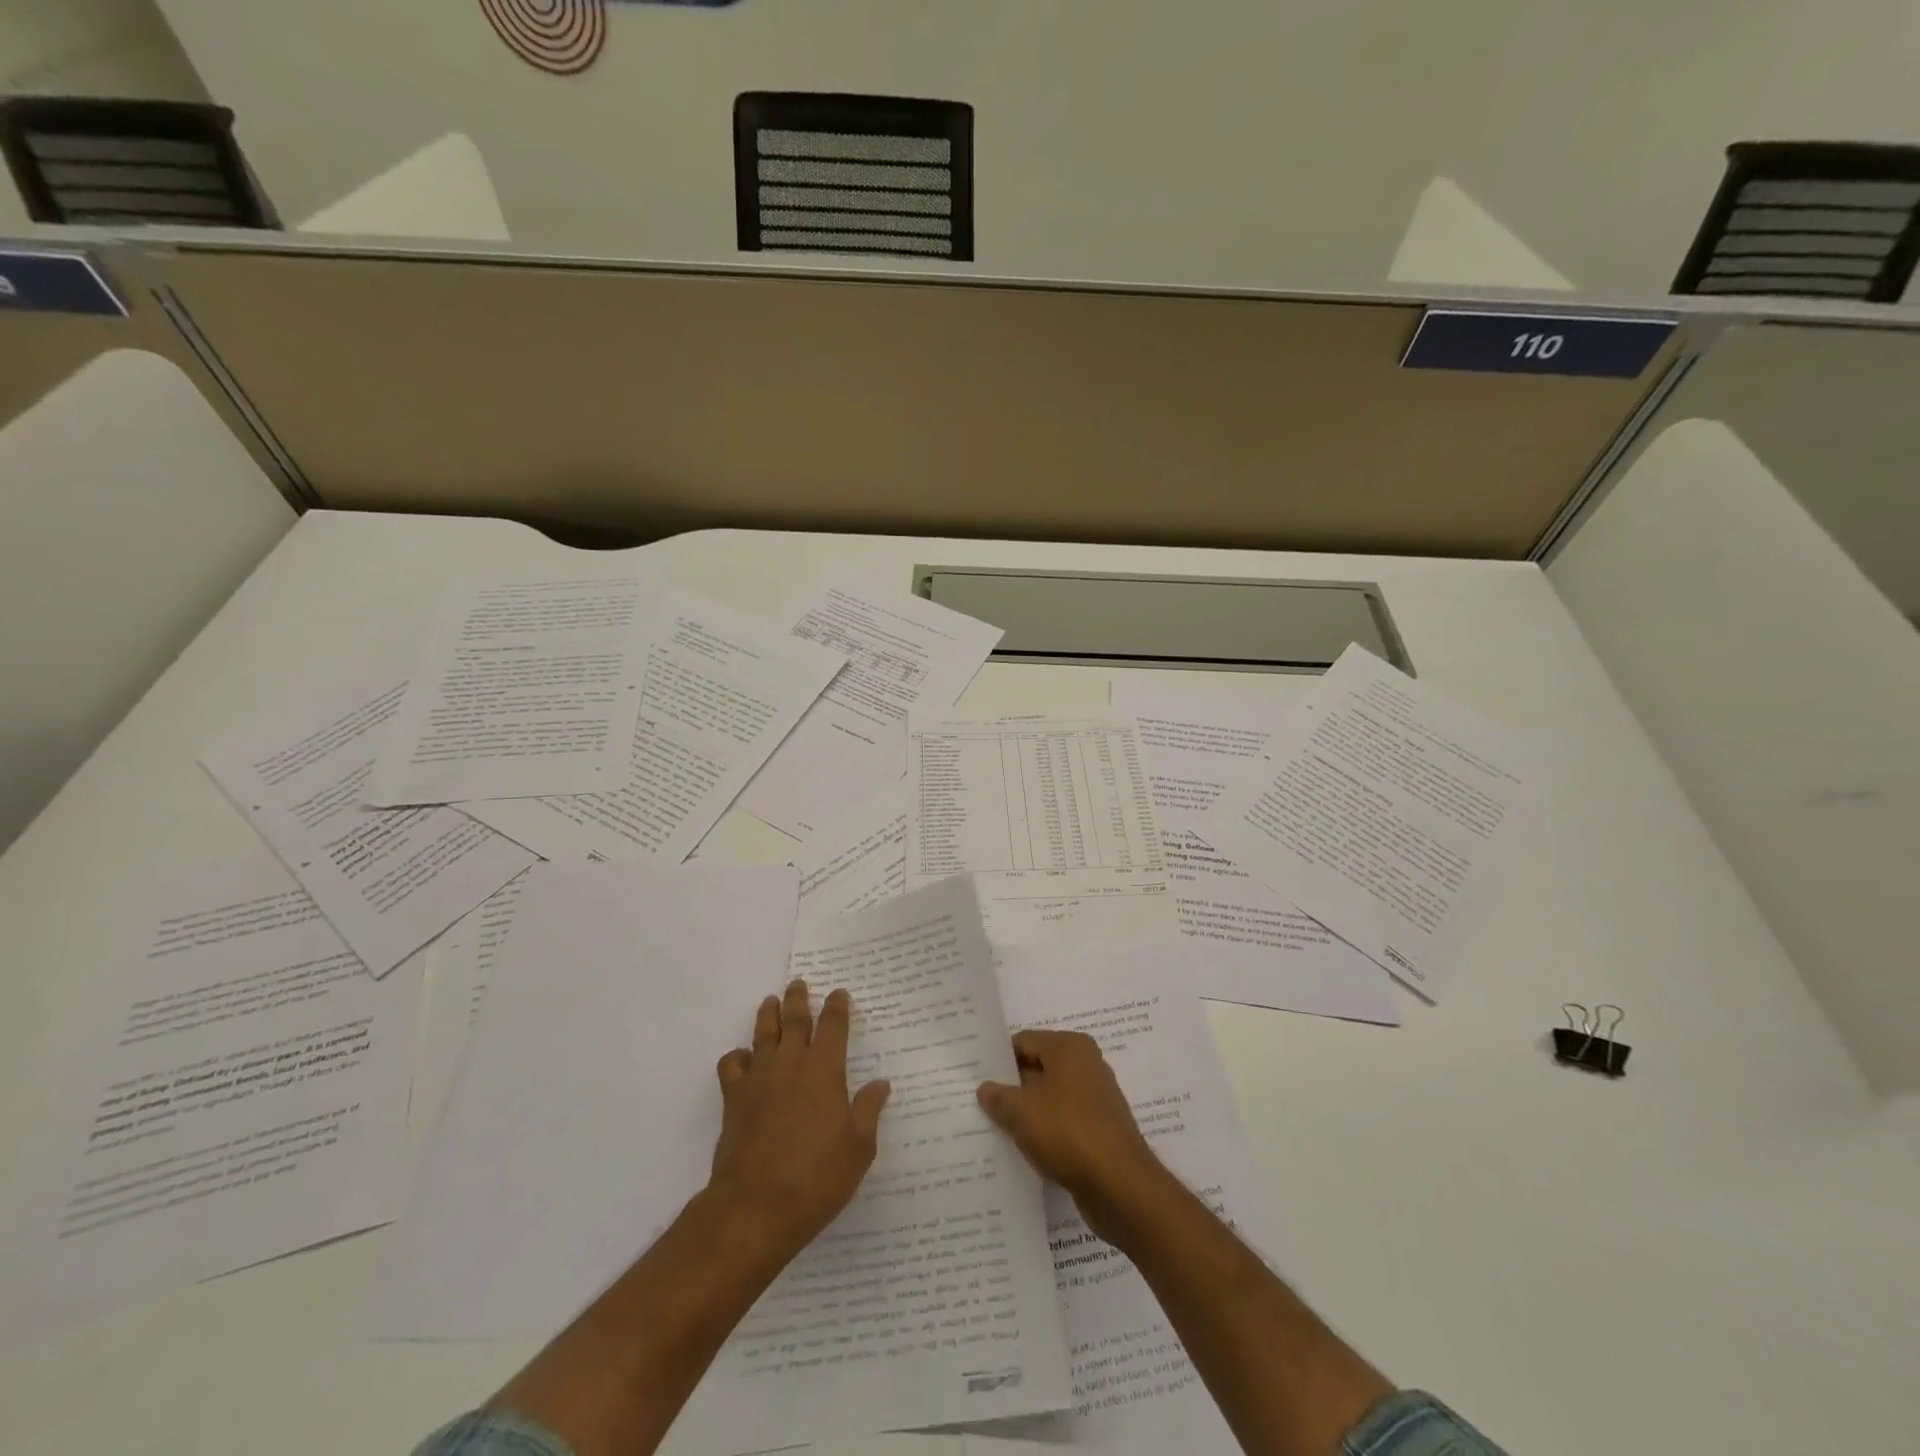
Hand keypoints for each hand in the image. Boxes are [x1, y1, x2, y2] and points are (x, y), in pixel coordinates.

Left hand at [708, 979, 890, 1259]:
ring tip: (771, 1002)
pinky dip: (738, 1056)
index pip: (833, 1026)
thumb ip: (869, 1110)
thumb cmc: (817, 1178)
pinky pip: (732, 1065)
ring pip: (763, 1034)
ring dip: (768, 1014)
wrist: (756, 1207)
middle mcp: (791, 1064)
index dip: (837, 1007)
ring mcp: (759, 1079)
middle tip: (799, 983)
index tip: (840, 994)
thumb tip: (881, 1083)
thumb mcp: (859, 1148)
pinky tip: (744, 1059)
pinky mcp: (733, 1099)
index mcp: (825, 1071)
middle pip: (794, 1020)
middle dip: (798, 999)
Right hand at [977, 1030, 1166, 1241]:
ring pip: (1051, 1097)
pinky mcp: (1100, 1128)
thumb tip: (985, 1087)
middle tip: (980, 1104)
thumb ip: (999, 1096)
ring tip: (997, 1129)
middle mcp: (1086, 1064)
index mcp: (1069, 1046)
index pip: (1023, 1042)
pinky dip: (1047, 1131)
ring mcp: (1096, 1097)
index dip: (999, 1060)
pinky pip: (1064, 1121)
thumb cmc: (1068, 1132)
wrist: (1120, 1185)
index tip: (976, 1078)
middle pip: (1038, 1068)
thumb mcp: (1022, 1112)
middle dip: (1012, 1086)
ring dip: (1028, 1112)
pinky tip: (1025, 1149)